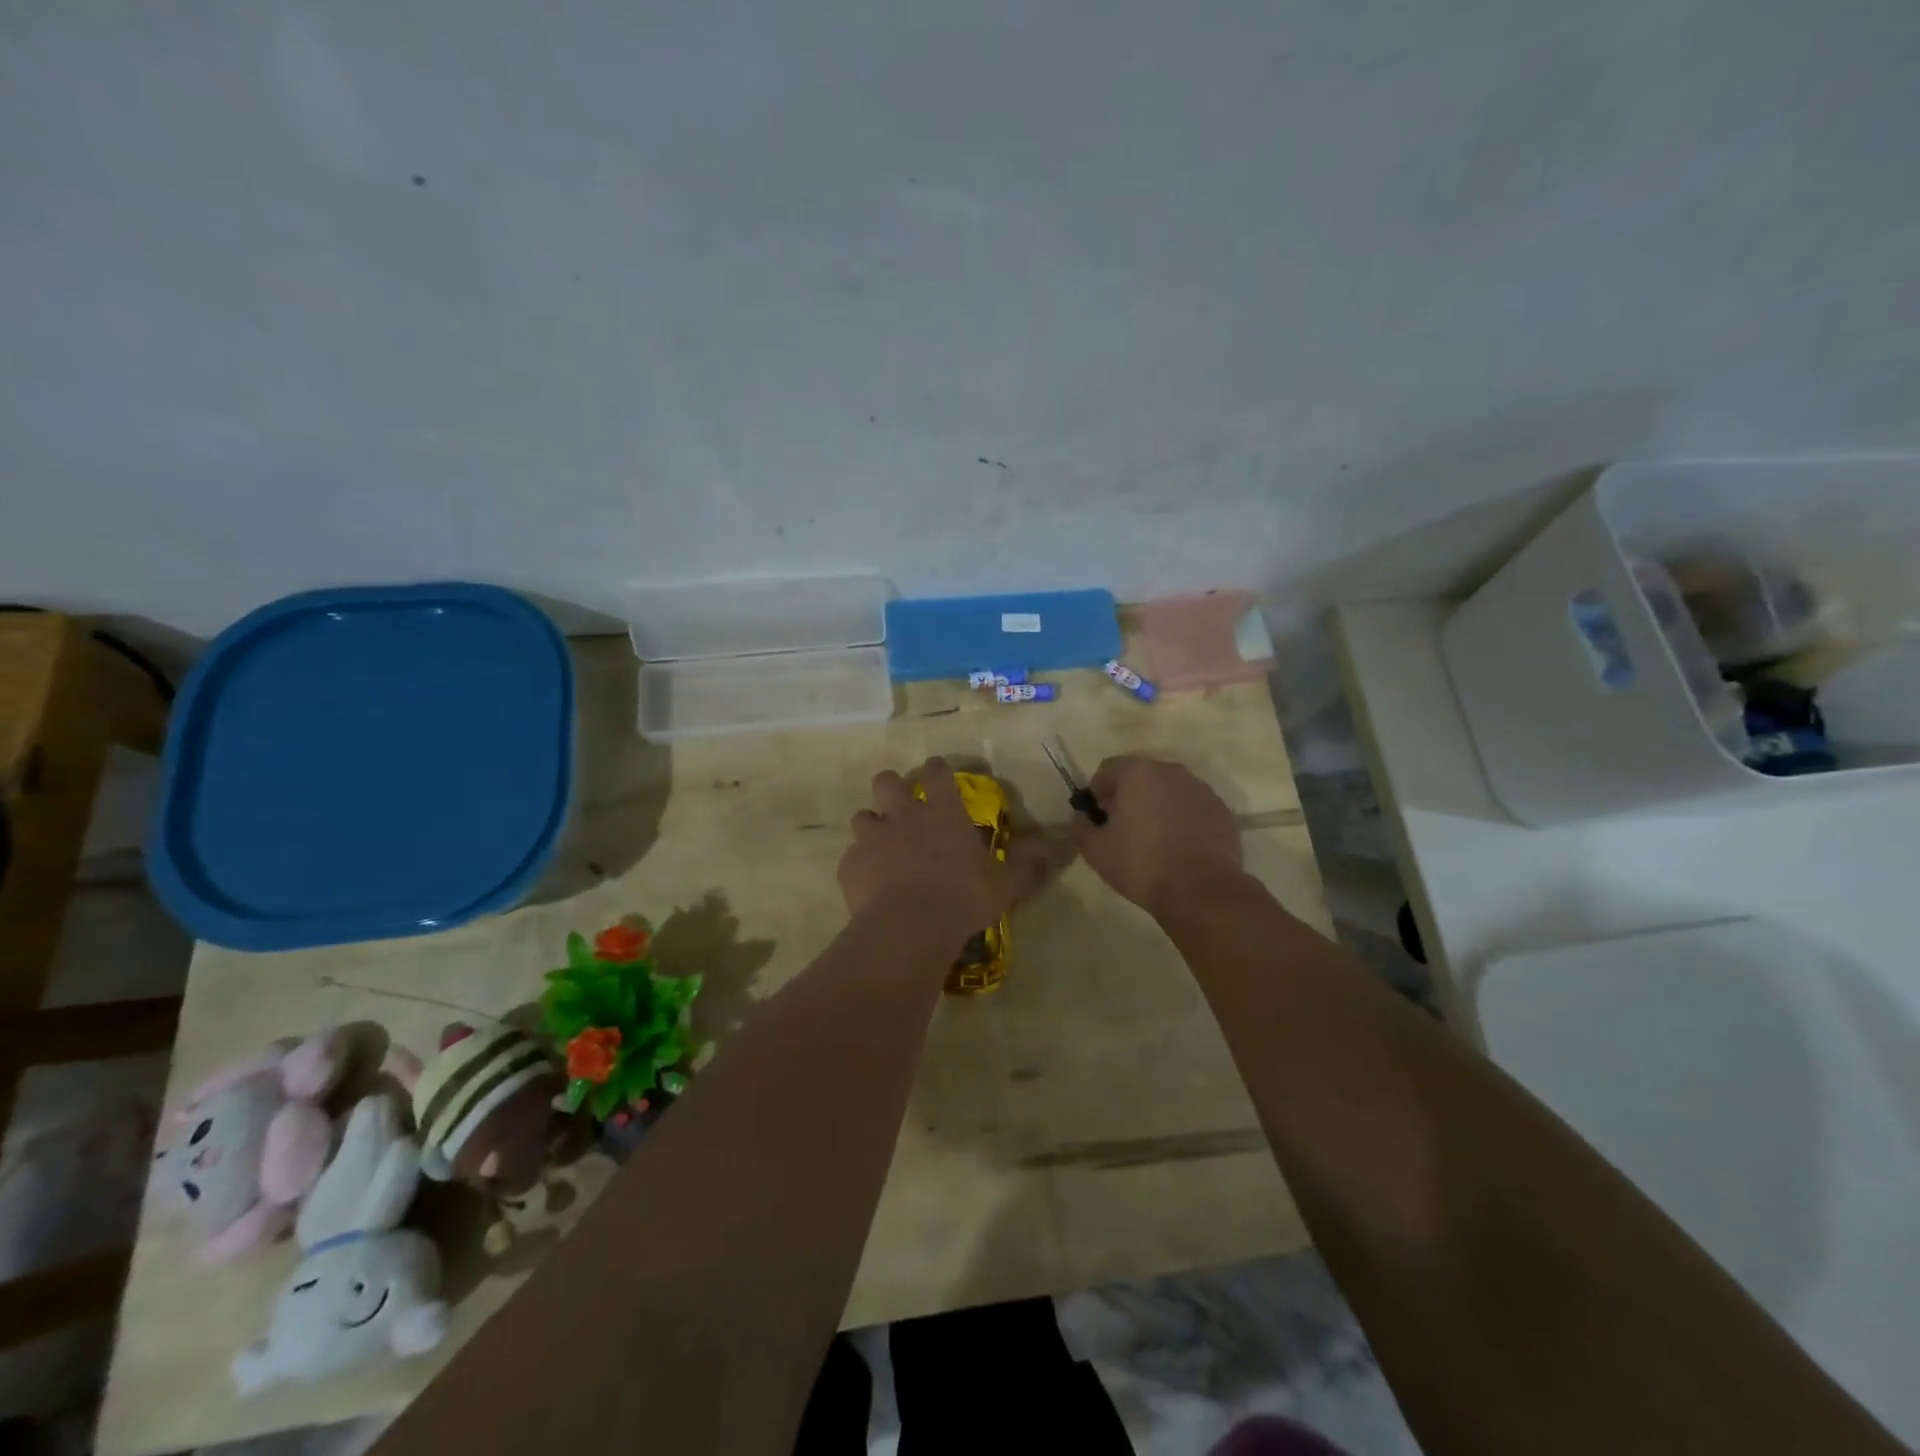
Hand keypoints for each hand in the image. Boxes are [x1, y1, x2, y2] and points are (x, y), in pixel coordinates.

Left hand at [839, 758, 1048, 943]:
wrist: (909, 926)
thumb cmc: (963, 898)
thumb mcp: (1005, 885)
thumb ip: (1026, 866)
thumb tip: (1051, 852)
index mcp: (942, 813)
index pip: (937, 773)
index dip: (936, 768)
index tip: (937, 771)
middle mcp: (903, 816)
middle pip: (886, 781)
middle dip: (891, 787)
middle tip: (901, 806)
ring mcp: (872, 838)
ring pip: (862, 817)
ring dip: (871, 827)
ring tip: (881, 848)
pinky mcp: (849, 865)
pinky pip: (850, 858)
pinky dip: (859, 866)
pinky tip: (869, 886)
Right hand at [1071, 755, 1242, 915]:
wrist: (1201, 890)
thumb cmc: (1141, 864)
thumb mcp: (1095, 850)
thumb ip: (1081, 827)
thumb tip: (1081, 817)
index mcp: (1139, 773)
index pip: (1108, 769)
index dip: (1097, 791)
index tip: (1097, 817)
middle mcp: (1172, 772)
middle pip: (1141, 776)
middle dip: (1128, 796)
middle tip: (1122, 828)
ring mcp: (1202, 790)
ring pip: (1169, 791)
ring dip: (1157, 806)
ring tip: (1153, 839)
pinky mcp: (1222, 811)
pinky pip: (1192, 808)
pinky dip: (1182, 819)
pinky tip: (1179, 848)